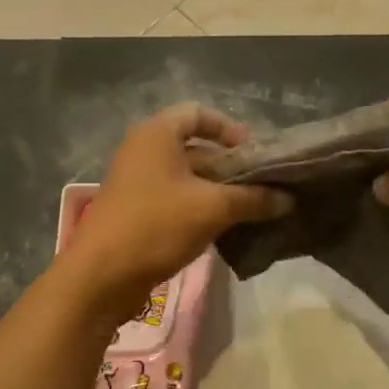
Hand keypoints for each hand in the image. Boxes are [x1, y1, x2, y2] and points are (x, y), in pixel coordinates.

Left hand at [59, 103, 290, 324]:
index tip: (255, 153)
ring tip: (252, 210)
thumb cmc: (156, 225)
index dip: (230, 129)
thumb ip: (253, 199)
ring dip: (219, 191)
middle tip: (262, 186)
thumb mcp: (212, 208)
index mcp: (157, 133)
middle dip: (230, 166)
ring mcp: (137, 181)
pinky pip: (176, 199)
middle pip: (196, 146)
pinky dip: (200, 208)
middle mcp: (144, 150)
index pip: (199, 113)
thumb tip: (288, 199)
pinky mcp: (136, 210)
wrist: (100, 276)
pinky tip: (226, 228)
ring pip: (188, 176)